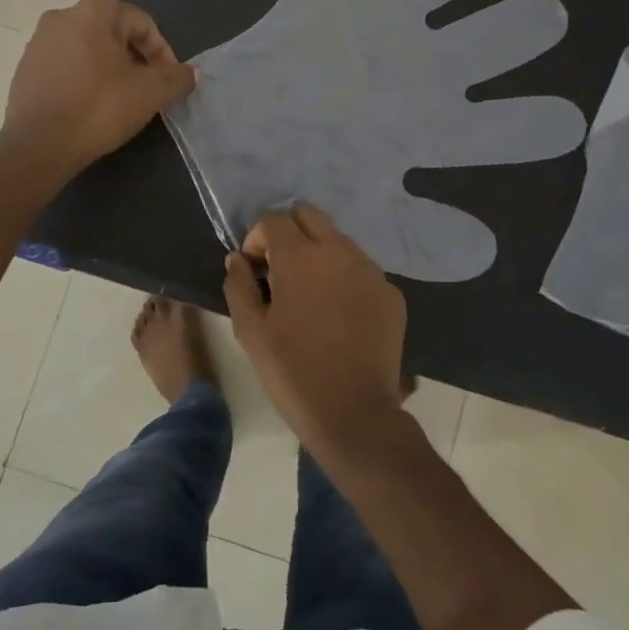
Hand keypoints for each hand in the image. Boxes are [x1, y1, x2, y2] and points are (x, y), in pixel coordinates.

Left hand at [4, 0, 196, 175]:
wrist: (38, 144)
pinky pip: (65, 66)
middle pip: (113, 33)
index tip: (169, 81)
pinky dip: (84, 79)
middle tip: (147, 89)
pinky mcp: (25, 68)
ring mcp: (39, 42)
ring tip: (121, 100)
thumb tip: (192, 73)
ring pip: (88, 49)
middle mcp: (63, 16)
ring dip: (110, 69)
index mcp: (94, 11)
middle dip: (136, 59)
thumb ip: (177, 78)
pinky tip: (91, 106)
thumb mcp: (150, 93)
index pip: (142, 23)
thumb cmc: (99, 107)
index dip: (163, 52)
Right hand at [164, 0, 584, 280]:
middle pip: (508, 30)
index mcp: (435, 123)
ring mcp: (386, 16)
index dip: (541, 121)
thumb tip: (487, 250)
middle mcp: (425, 62)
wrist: (229, 140)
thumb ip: (417, 236)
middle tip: (525, 26)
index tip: (556, 122)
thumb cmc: (296, 174)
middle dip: (525, 24)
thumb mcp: (359, 220)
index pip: (514, 124)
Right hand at [223, 203, 408, 458]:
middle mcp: (339, 251)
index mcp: (301, 257)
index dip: (257, 239)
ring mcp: (371, 270)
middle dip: (288, 232)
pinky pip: (361, 268)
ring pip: (338, 239)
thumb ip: (238, 285)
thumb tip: (237, 259)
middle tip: (280, 271)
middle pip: (308, 214)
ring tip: (310, 295)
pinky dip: (344, 278)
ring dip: (318, 253)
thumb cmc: (293, 373)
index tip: (254, 270)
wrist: (356, 415)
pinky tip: (338, 315)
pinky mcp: (391, 292)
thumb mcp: (250, 332)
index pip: (273, 219)